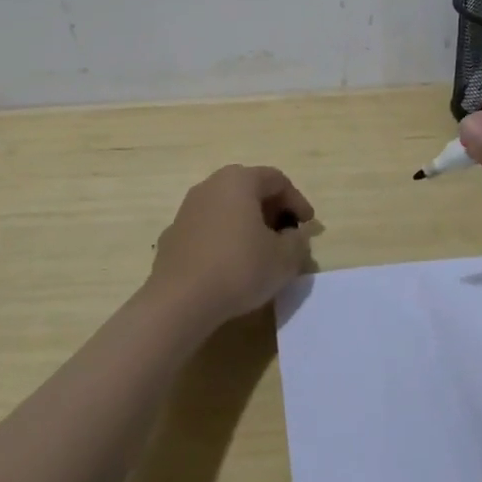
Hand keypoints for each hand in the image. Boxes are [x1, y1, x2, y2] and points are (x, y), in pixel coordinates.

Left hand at [148, 165, 314, 328]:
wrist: (179, 302)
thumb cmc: (239, 269)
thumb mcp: (285, 258)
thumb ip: (298, 241)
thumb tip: (295, 235)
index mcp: (239, 181)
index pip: (277, 180)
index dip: (297, 201)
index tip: (308, 226)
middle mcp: (211, 186)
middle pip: (250, 189)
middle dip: (272, 210)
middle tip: (286, 234)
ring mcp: (187, 209)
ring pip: (227, 208)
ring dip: (247, 223)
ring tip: (260, 250)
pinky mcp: (173, 235)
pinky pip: (208, 228)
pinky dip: (224, 238)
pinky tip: (230, 264)